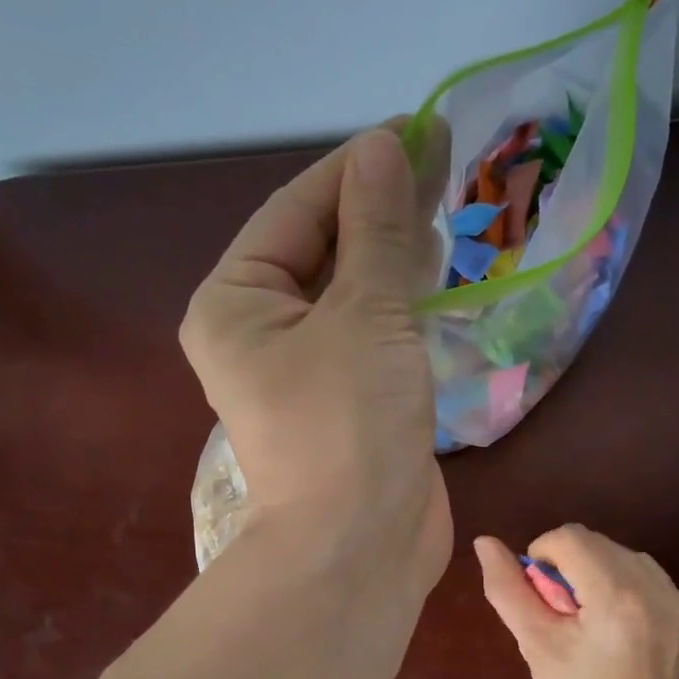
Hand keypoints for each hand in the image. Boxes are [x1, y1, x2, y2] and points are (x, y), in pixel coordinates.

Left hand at [181, 125, 451, 594]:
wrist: (360, 548)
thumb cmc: (349, 425)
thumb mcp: (366, 315)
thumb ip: (376, 230)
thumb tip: (384, 148)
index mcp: (235, 304)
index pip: (295, 211)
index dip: (356, 167)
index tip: (418, 130)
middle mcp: (258, 334)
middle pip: (320, 250)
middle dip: (377, 209)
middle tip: (442, 163)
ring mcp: (302, 373)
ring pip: (349, 294)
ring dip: (391, 255)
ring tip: (443, 209)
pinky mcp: (344, 403)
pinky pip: (369, 336)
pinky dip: (399, 306)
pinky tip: (434, 277)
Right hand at [474, 526, 678, 678]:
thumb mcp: (535, 644)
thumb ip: (507, 589)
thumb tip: (484, 542)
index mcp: (616, 596)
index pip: (570, 537)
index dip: (542, 555)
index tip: (539, 594)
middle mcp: (653, 586)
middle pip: (596, 542)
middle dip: (568, 564)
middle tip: (560, 611)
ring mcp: (675, 597)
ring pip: (619, 552)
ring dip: (593, 570)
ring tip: (585, 616)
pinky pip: (642, 572)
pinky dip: (619, 582)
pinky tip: (611, 619)